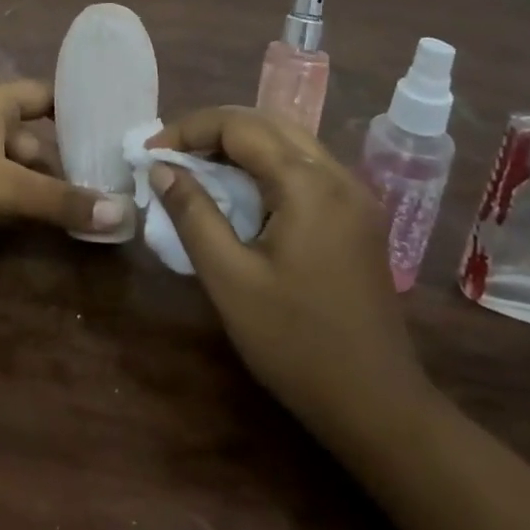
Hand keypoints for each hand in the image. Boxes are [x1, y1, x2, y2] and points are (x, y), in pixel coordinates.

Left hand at [0, 81, 126, 267]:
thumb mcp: (5, 188)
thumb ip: (60, 200)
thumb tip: (121, 213)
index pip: (43, 94)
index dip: (74, 108)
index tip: (108, 130)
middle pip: (31, 133)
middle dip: (60, 159)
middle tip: (102, 183)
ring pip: (12, 163)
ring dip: (36, 184)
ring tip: (76, 208)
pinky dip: (12, 198)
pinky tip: (33, 221)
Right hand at [145, 107, 431, 450]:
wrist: (378, 407)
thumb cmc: (296, 344)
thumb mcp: (230, 279)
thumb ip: (193, 214)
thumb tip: (161, 168)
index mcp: (308, 185)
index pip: (240, 126)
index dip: (189, 130)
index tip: (151, 152)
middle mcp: (337, 175)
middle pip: (267, 122)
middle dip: (213, 129)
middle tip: (171, 155)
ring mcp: (354, 194)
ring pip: (288, 140)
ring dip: (239, 143)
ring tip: (197, 166)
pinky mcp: (358, 215)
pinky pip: (304, 166)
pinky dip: (265, 164)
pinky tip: (240, 190)